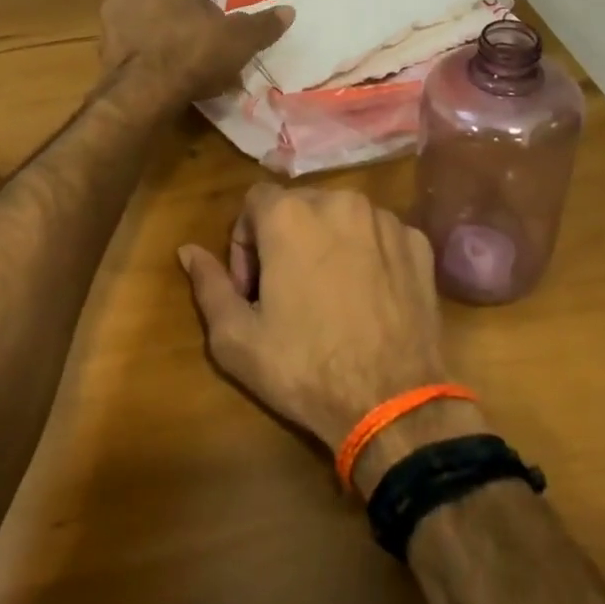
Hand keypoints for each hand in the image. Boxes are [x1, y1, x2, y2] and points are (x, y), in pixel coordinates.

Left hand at [99, 0, 291, 104]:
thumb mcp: (239, 38)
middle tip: (202, 45)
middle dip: (178, 21)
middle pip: (161, 3)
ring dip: (160, 43)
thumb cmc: (194, 51)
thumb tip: (289, 12)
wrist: (145, 93)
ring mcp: (109, 25)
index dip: (201, 1)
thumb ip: (262, 24)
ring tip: (184, 68)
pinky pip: (131, 55)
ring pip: (143, 29)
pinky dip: (146, 64)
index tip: (215, 22)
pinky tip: (165, 82)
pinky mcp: (101, 57)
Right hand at [178, 184, 454, 455]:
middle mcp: (339, 201)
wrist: (392, 402)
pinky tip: (367, 298)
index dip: (246, 241)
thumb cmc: (304, 367)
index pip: (254, 201)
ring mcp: (384, 220)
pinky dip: (368, 254)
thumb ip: (208, 284)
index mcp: (290, 214)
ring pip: (341, 217)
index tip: (252, 287)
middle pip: (299, 206)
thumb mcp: (236, 337)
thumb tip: (187, 251)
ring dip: (327, 244)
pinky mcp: (417, 243)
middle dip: (285, 240)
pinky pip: (379, 235)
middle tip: (286, 293)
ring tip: (329, 296)